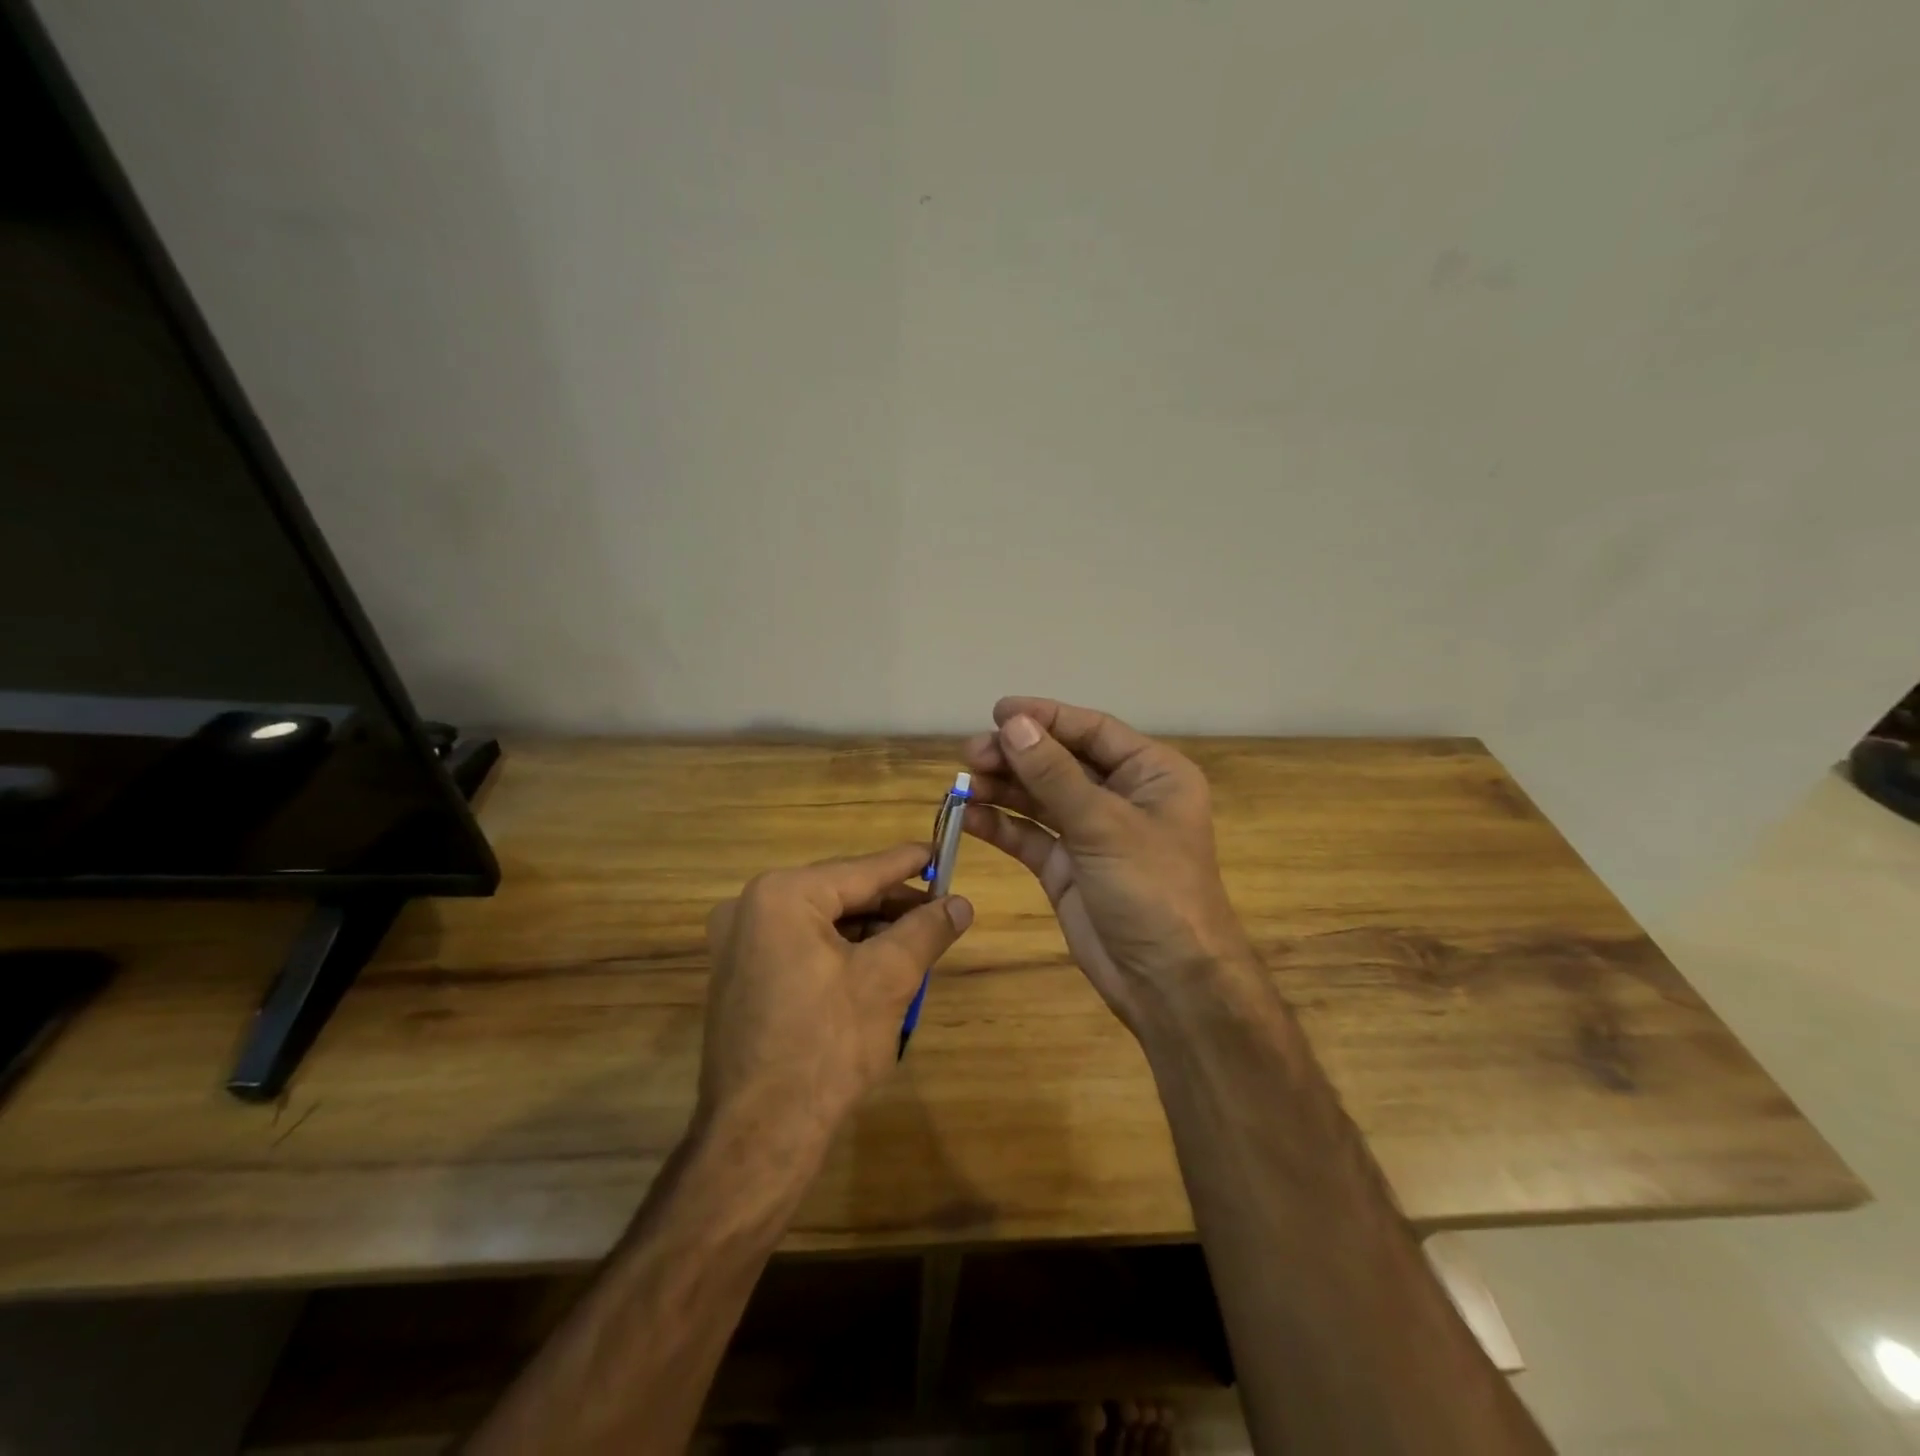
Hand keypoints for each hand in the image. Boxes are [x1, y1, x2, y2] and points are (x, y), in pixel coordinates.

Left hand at [701, 843, 972, 1150]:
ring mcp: (737, 944)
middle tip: (938, 912)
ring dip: (868, 932)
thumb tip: (961, 904)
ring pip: (822, 922)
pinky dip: (840, 952)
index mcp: (782, 896)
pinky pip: (801, 946)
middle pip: (840, 895)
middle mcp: (750, 908)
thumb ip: (926, 931)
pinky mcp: (739, 977)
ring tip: (915, 943)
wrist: (760, 1136)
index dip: (907, 864)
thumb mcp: (888, 979)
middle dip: (891, 906)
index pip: (861, 870)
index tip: (941, 851)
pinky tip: (876, 968)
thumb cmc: (827, 1045)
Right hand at [962, 697, 1252, 1033]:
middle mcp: (1122, 797)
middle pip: (1061, 762)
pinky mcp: (1067, 868)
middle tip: (971, 753)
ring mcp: (1092, 834)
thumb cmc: (1153, 889)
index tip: (998, 712)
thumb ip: (1054, 774)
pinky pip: (1030, 836)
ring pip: (1040, 798)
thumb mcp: (1104, 824)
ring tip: (963, 782)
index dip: (1045, 718)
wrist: (1168, 982)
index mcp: (1151, 774)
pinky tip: (971, 817)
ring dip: (1003, 788)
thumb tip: (1013, 725)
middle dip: (1017, 755)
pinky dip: (1002, 825)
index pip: (1092, 730)